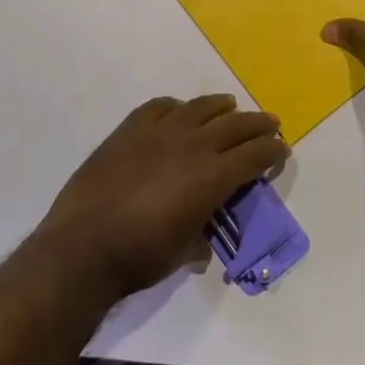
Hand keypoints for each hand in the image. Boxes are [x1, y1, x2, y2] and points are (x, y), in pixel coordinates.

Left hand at [41, 95, 288, 299]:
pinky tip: (179, 111)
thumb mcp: (184, 251)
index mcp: (212, 176)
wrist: (83, 246)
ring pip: (201, 107)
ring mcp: (159, 132)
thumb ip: (201, 233)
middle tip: (271, 124)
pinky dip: (177, 107)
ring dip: (222, 107)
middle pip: (236, 124)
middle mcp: (192, 145)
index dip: (274, 150)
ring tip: (230, 107)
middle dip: (259, 124)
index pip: (256, 154)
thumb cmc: (139, 257)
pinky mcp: (130, 129)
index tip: (282, 150)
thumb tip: (204, 235)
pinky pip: (159, 107)